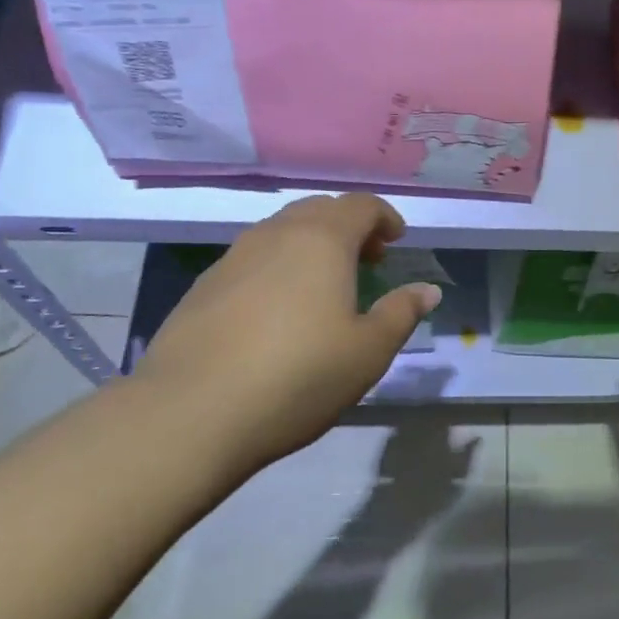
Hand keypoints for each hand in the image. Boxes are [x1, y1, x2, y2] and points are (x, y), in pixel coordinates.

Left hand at [130, 194, 440, 471]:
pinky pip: (253, 258)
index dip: (384, 217)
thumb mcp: (368, 352)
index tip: (397, 241)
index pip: (360, 206)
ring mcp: (234, 256)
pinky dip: (278, 266)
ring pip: (282, 231)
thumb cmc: (298, 376)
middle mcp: (277, 234)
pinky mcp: (204, 285)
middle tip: (367, 260)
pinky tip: (277, 309)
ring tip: (324, 284)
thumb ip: (401, 313)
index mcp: (322, 240)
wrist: (191, 412)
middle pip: (320, 210)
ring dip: (311, 244)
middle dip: (349, 227)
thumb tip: (428, 290)